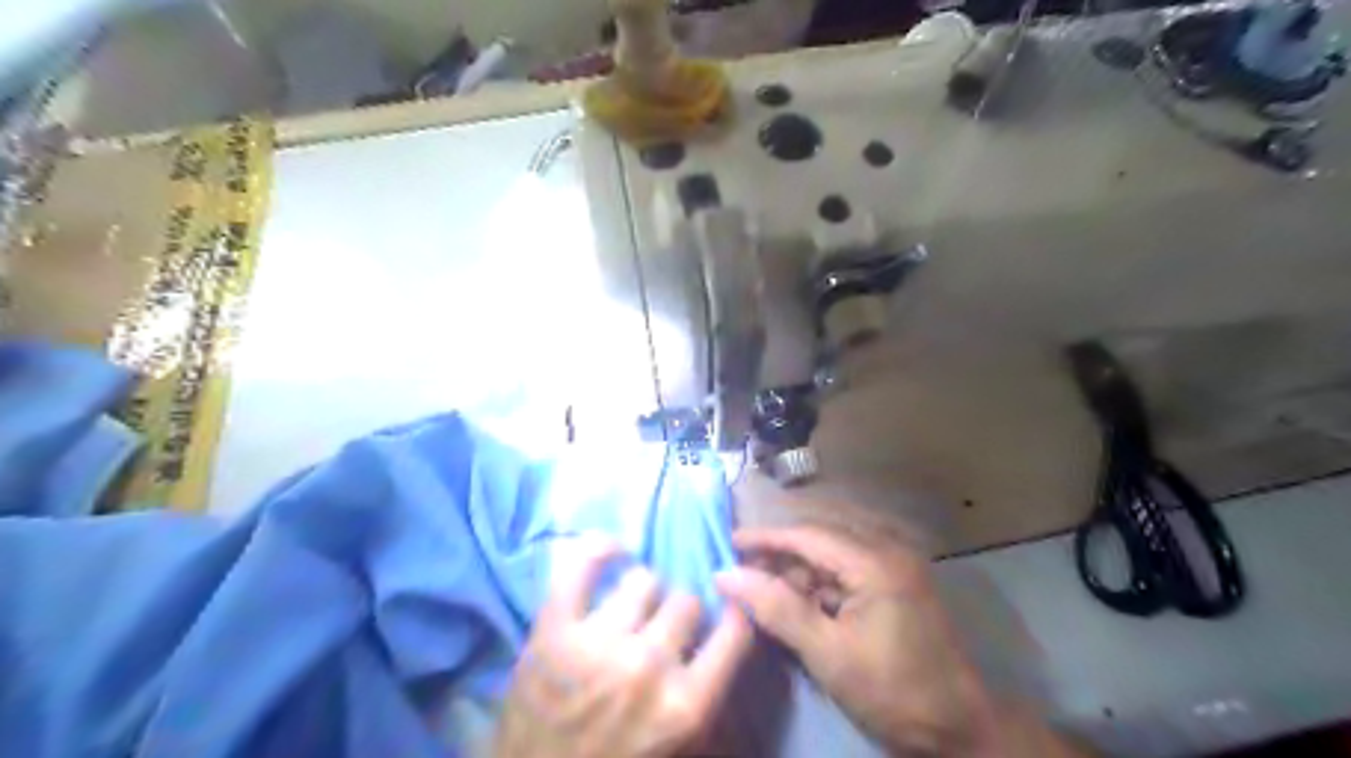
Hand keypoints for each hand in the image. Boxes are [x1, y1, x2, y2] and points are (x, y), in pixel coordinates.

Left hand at [494, 540, 754, 757]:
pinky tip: (611, 552)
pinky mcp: (554, 629)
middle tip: (661, 626)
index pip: (735, 630)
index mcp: (685, 704)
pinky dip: (599, 551)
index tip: (729, 602)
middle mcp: (648, 666)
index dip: (736, 610)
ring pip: (644, 580)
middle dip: (677, 613)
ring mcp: (598, 643)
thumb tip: (728, 622)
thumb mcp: (678, 745)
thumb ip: (705, 688)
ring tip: (628, 609)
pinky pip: (583, 567)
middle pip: (686, 601)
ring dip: (641, 593)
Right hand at [717, 524, 1000, 753]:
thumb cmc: (893, 691)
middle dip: (780, 547)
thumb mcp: (828, 654)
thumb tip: (727, 576)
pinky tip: (800, 596)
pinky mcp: (897, 578)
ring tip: (765, 582)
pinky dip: (820, 575)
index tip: (728, 544)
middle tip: (742, 565)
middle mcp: (888, 547)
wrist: (961, 727)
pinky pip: (848, 562)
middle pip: (820, 533)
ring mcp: (896, 561)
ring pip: (833, 546)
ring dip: (799, 562)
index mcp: (875, 561)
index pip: (807, 534)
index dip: (765, 538)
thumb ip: (777, 609)